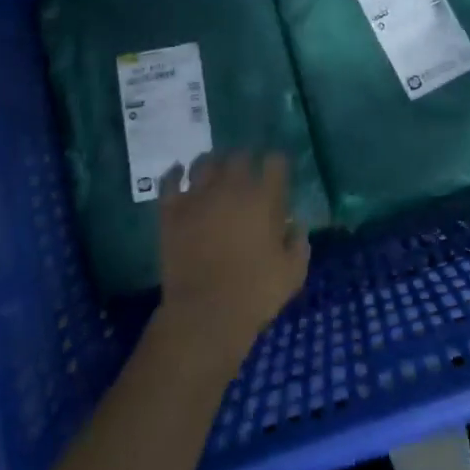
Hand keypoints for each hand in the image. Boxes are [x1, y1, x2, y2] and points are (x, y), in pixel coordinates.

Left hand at [155, 151, 308, 368]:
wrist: (205, 314)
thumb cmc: (255, 293)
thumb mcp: (293, 272)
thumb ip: (299, 242)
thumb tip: (296, 224)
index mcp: (263, 197)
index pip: (274, 161)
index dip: (277, 164)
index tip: (277, 173)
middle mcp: (231, 187)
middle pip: (239, 156)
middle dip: (245, 160)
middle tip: (246, 173)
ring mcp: (198, 196)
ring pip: (204, 162)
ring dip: (212, 163)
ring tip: (214, 170)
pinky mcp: (172, 211)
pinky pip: (170, 181)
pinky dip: (175, 174)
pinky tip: (179, 173)